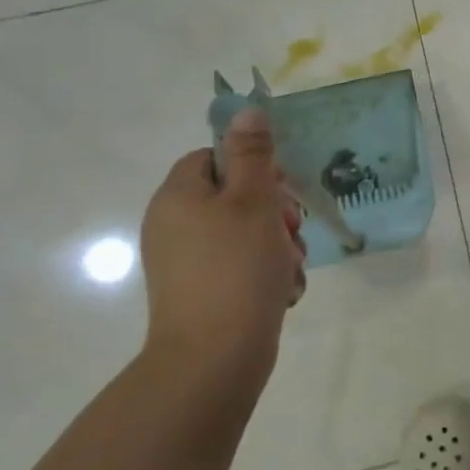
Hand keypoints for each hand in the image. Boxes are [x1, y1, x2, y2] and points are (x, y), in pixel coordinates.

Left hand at [139, 109, 305, 389]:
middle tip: (293, 229)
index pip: (215, 158)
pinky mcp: (204, 294)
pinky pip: (242, 268)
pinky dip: (266, 275)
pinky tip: (283, 292)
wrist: (215, 359)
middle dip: (275, 212)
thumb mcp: (253, 201)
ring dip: (279, 246)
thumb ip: (253, 154)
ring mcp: (188, 263)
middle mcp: (176, 226)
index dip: (253, 167)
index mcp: (178, 196)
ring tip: (290, 268)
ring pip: (247, 234)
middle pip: (235, 197)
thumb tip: (247, 110)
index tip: (280, 188)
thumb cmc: (236, 269)